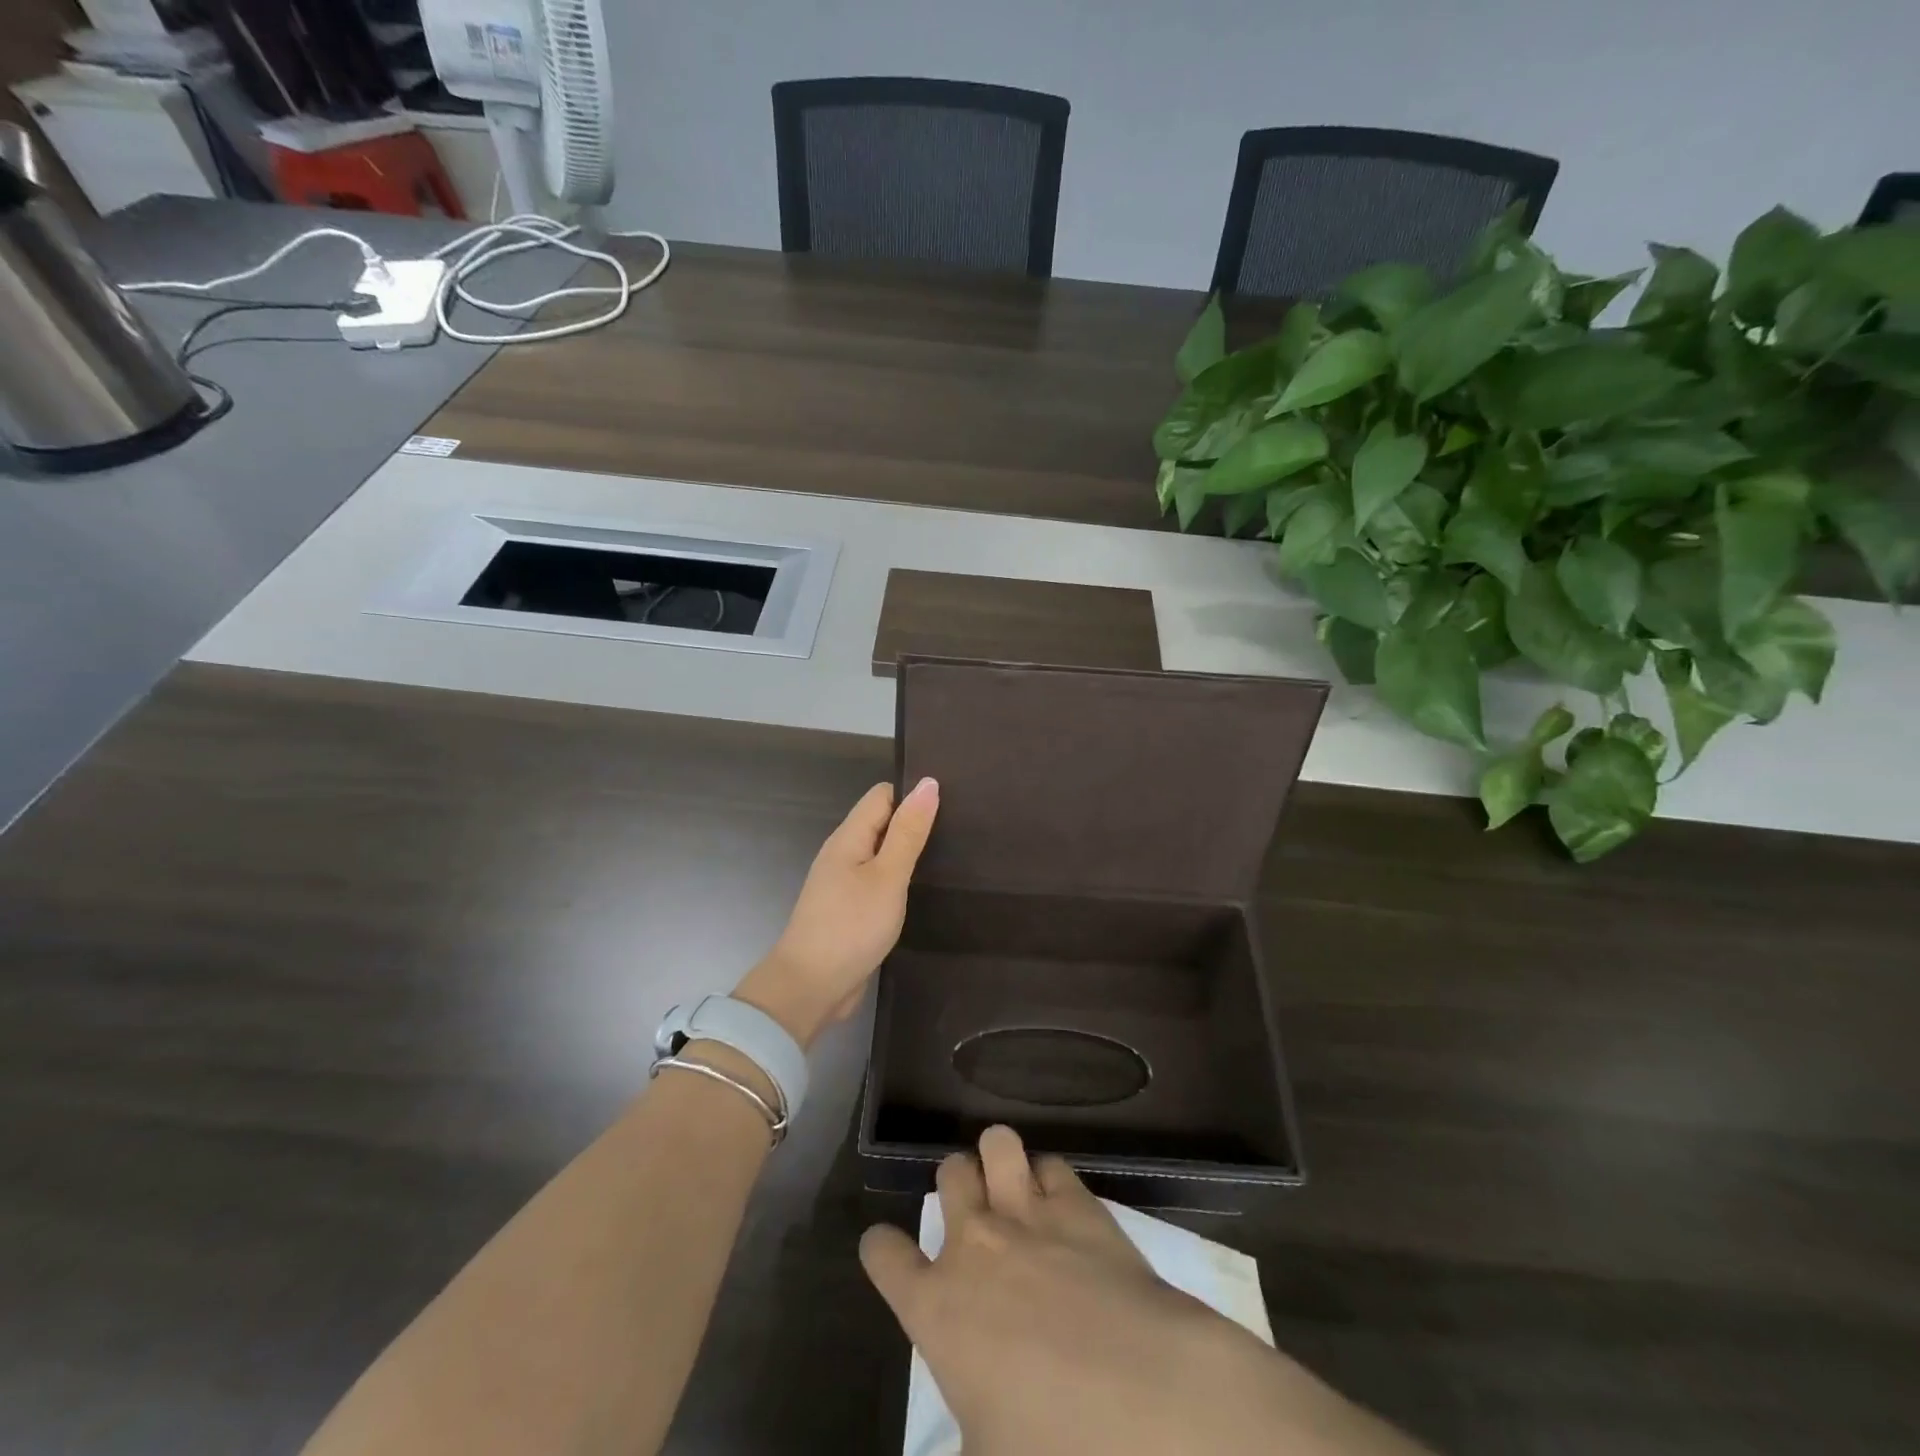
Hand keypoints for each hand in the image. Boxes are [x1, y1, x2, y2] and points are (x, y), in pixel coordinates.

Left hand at [732, 778, 938, 1048]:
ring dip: (908, 854)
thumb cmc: (851, 926)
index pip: (882, 796)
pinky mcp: (849, 910)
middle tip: (961, 830)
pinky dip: (899, 880)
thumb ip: (908, 832)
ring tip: (951, 856)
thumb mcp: (888, 876)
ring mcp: (843, 884)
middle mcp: (842, 854)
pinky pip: (877, 882)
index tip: (951, 802)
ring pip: (880, 854)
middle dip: (914, 823)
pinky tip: (923, 890)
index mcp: (848, 837)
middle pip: (881, 823)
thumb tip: (928, 783)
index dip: (913, 794)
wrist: (810, 988)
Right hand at [859, 1127, 1428, 1455]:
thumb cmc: (1051, 1449)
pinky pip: (1053, 1164)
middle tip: (972, 1210)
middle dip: (955, 1183)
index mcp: (936, 1307)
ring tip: (1012, 1185)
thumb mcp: (986, 1455)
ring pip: (997, 1143)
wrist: (1143, 1403)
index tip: (886, 1250)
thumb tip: (974, 1432)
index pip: (884, 1255)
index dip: (882, 1249)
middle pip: (949, 1173)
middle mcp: (975, 1244)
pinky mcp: (1080, 1204)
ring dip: (1000, 1160)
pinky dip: (1051, 1179)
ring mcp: (1028, 1214)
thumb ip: (966, 1431)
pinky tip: (1062, 1202)